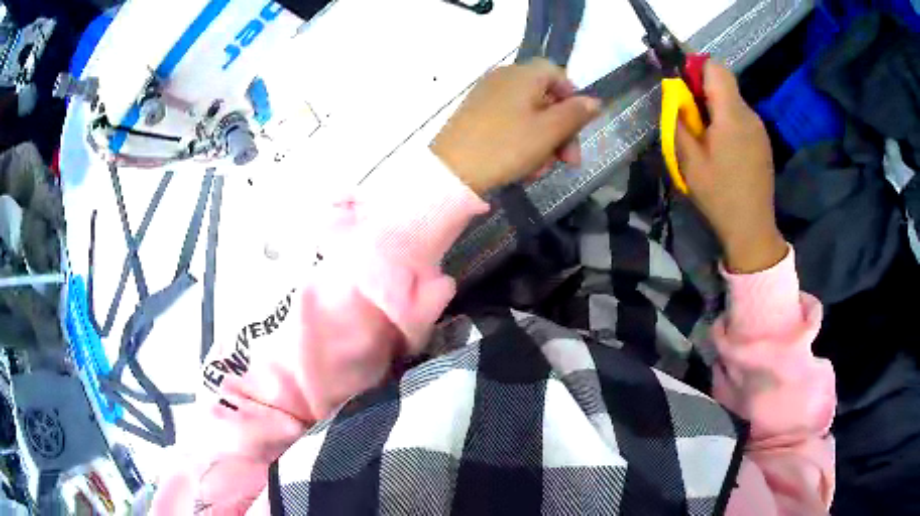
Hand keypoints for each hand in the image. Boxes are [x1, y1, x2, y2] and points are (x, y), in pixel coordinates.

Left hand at [431, 58, 601, 194]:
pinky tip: (521, 167)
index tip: (579, 127)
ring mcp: (485, 96)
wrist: (451, 171)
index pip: (557, 74)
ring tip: (539, 170)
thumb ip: (575, 114)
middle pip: (544, 97)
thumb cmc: (506, 146)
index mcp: (522, 74)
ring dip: (542, 142)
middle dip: (560, 130)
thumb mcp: (548, 131)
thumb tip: (594, 101)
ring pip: (528, 115)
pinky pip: (508, 123)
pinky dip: (520, 142)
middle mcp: (503, 78)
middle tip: (567, 161)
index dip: (572, 99)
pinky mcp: (474, 115)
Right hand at [676, 62, 786, 273]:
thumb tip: (673, 96)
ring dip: (715, 109)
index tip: (683, 87)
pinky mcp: (762, 141)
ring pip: (733, 101)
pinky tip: (724, 151)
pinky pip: (741, 118)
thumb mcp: (689, 160)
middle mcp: (749, 114)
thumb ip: (679, 121)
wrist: (752, 229)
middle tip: (690, 119)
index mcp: (731, 115)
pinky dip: (728, 122)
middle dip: (703, 91)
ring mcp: (759, 128)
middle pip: (724, 83)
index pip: (715, 68)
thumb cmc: (719, 195)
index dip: (696, 68)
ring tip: (706, 140)